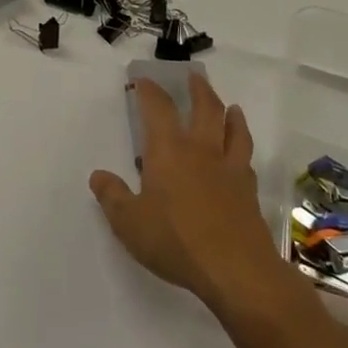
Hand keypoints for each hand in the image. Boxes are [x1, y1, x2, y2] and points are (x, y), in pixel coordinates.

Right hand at [89, 75, 286, 313]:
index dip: (150, 91)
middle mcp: (201, 151)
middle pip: (204, 108)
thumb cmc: (175, 241)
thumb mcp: (129, 222)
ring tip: (231, 107)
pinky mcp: (249, 191)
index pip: (158, 109)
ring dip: (230, 114)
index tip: (144, 81)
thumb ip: (112, 197)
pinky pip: (246, 159)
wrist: (236, 269)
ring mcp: (230, 169)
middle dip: (198, 90)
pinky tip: (241, 155)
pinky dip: (242, 148)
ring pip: (233, 130)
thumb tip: (98, 176)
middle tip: (195, 77)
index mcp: (168, 151)